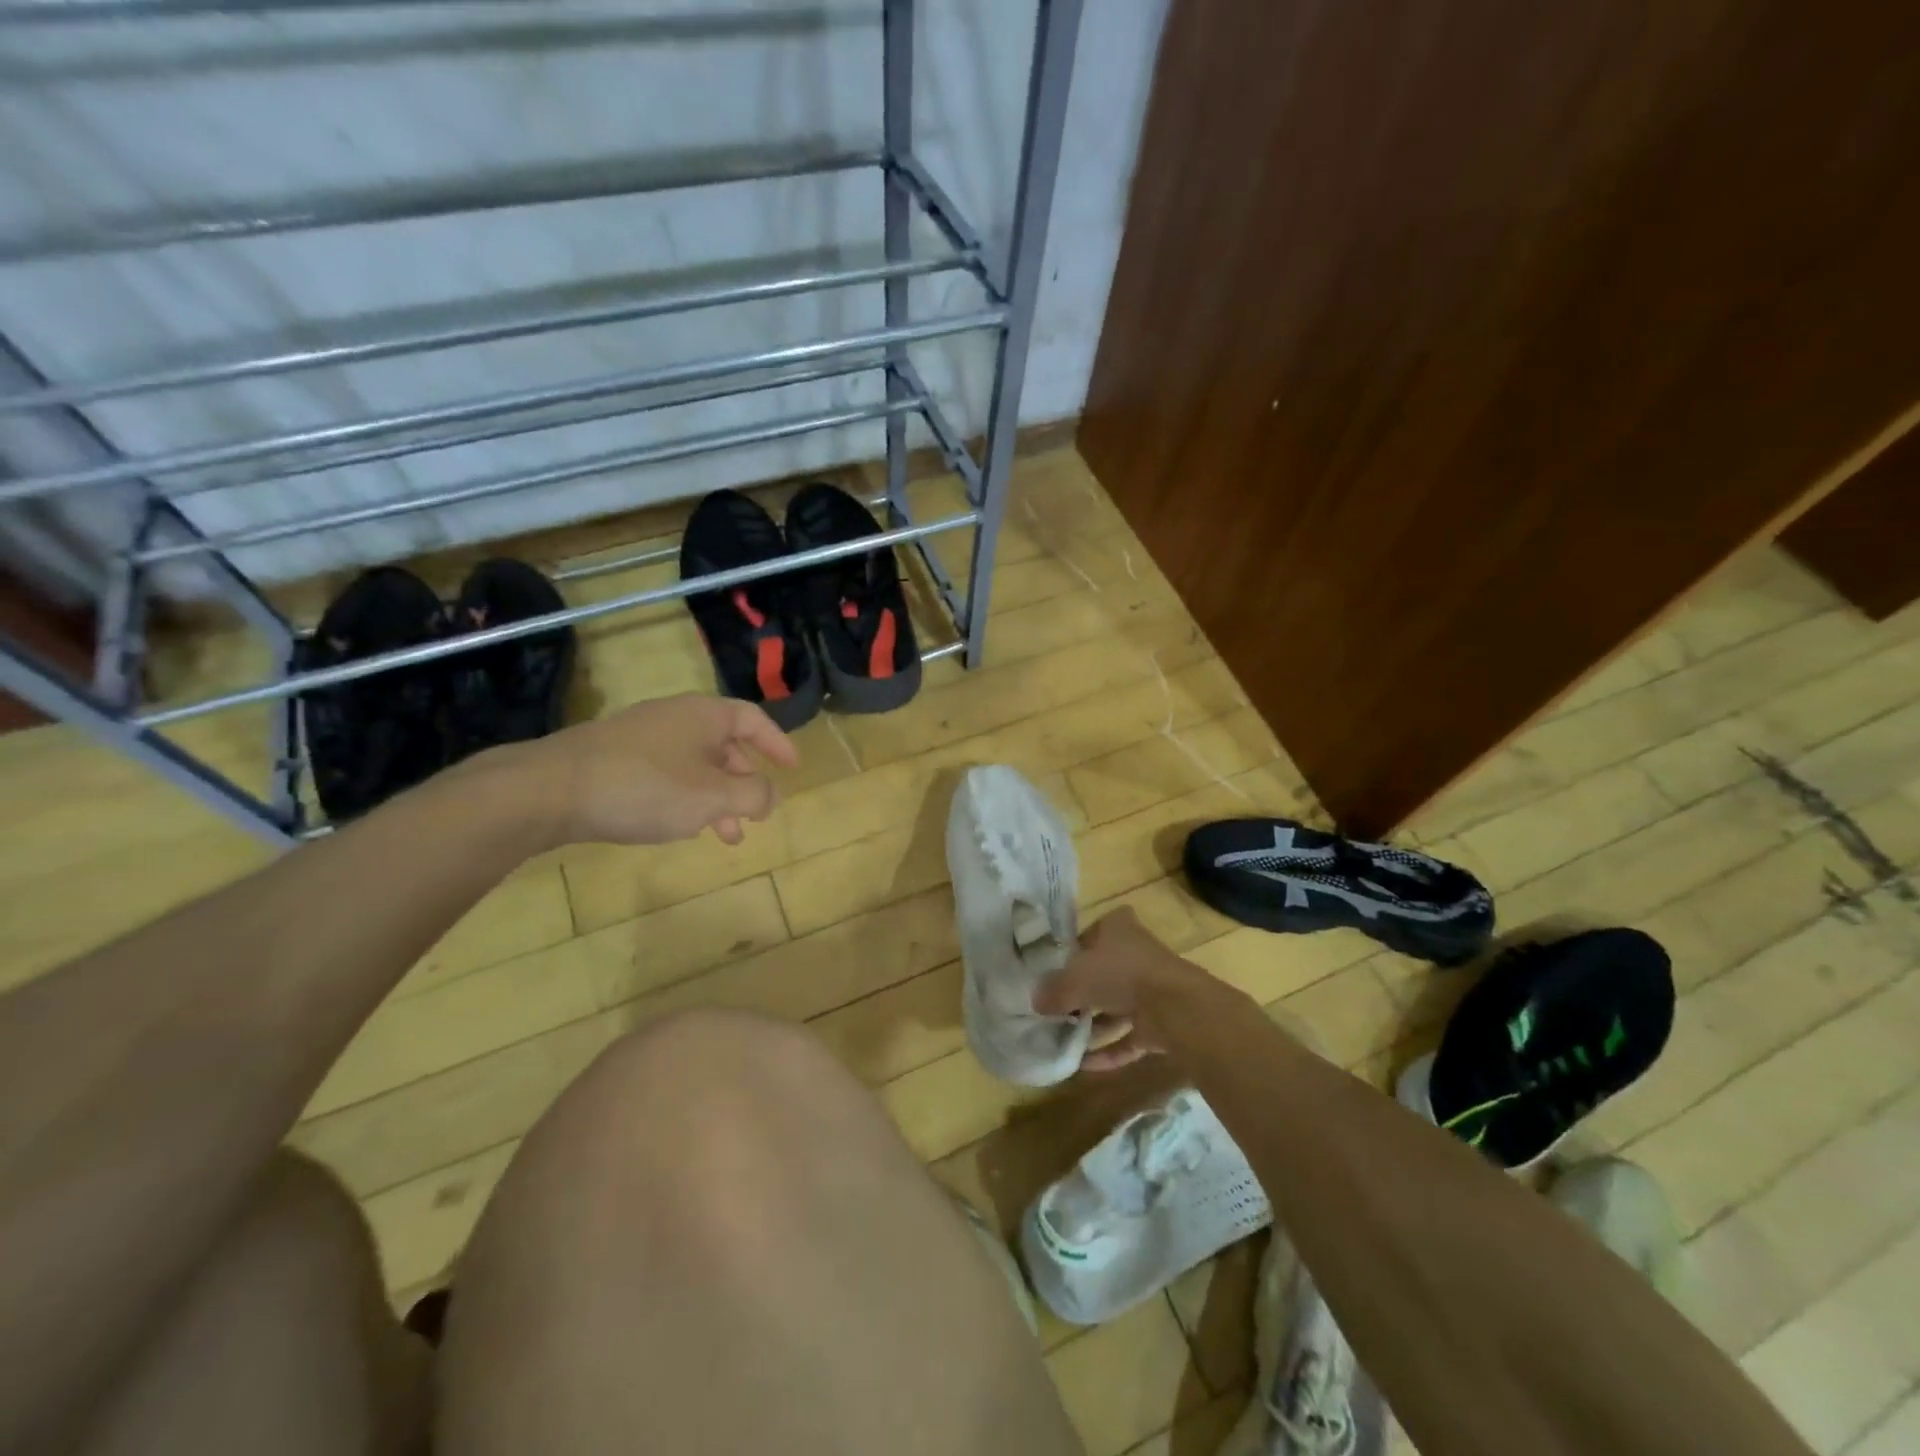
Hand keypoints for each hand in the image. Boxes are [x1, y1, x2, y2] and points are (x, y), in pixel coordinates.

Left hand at [506, 694, 798, 846]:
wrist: (549, 790)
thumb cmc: (645, 787)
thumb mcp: (713, 797)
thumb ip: (754, 795)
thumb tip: (770, 795)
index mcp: (704, 715)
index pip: (753, 719)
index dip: (777, 743)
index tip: (793, 768)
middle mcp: (675, 718)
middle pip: (724, 745)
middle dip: (744, 783)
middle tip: (755, 816)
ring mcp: (641, 737)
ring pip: (694, 765)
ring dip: (715, 799)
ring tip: (723, 837)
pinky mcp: (613, 759)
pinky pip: (665, 775)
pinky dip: (684, 798)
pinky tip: (676, 827)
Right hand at [1034, 907, 1197, 1070]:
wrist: (1174, 1006)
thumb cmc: (1118, 973)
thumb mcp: (1073, 978)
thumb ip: (1052, 990)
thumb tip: (1035, 1002)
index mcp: (1118, 927)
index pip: (1089, 935)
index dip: (1071, 954)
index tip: (1051, 974)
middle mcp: (1136, 953)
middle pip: (1102, 973)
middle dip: (1081, 994)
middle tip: (1054, 1010)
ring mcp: (1151, 988)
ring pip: (1116, 1006)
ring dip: (1094, 1025)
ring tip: (1063, 1040)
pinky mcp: (1160, 1020)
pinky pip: (1129, 1036)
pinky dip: (1109, 1051)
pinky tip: (1083, 1065)